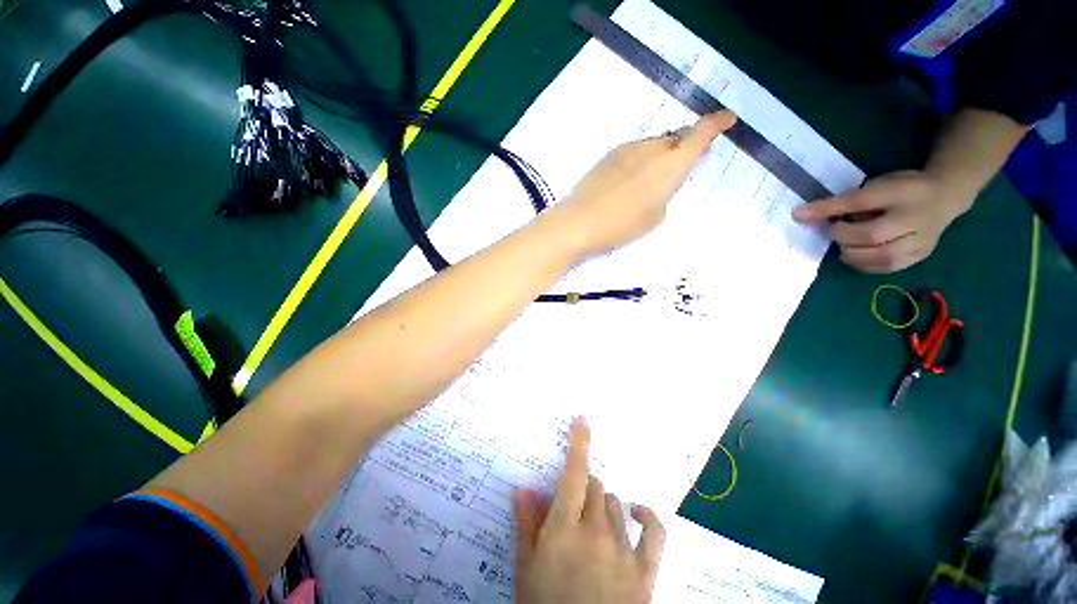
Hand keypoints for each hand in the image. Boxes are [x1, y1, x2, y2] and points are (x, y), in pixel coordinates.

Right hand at [511, 418, 664, 603]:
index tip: (582, 419)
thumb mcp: (525, 570)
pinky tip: (636, 512)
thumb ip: (525, 525)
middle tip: (572, 505)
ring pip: (615, 504)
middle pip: (595, 486)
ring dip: (604, 505)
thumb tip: (522, 488)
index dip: (579, 443)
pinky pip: (654, 531)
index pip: (574, 474)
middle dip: (584, 486)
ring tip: (592, 525)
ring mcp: (623, 551)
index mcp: (563, 530)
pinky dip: (646, 516)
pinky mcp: (645, 571)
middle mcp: (595, 532)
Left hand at [553, 111, 736, 255]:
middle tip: (688, 159)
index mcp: (670, 164)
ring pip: (654, 144)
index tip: (728, 117)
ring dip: (662, 153)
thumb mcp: (654, 217)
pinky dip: (642, 160)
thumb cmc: (620, 225)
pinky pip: (635, 151)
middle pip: (676, 137)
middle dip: (686, 144)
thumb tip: (660, 183)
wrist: (578, 221)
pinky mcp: (609, 156)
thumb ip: (665, 194)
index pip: (700, 134)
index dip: (717, 123)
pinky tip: (632, 179)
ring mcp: (627, 149)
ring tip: (654, 176)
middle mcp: (651, 149)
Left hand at [792, 170, 972, 272]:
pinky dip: (865, 264)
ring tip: (846, 244)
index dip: (827, 209)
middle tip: (835, 231)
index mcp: (901, 191)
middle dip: (843, 236)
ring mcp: (921, 239)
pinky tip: (856, 255)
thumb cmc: (901, 189)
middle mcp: (915, 217)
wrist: (946, 196)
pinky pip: (888, 267)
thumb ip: (849, 200)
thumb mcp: (876, 184)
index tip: (798, 215)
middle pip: (872, 235)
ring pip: (881, 256)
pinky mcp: (921, 255)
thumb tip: (807, 216)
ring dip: (852, 253)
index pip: (859, 201)